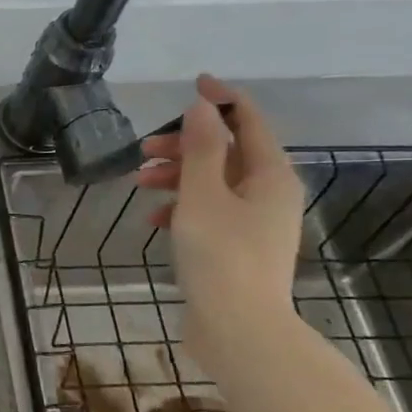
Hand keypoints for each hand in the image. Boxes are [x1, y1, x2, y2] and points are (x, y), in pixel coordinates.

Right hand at [135, 75, 304, 369]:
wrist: (239, 327)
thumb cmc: (220, 255)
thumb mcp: (202, 196)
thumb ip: (200, 149)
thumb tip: (203, 106)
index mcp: (271, 174)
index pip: (249, 120)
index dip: (221, 99)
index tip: (193, 83)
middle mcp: (270, 193)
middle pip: (227, 152)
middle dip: (185, 146)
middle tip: (145, 149)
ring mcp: (256, 222)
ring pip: (215, 183)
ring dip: (179, 176)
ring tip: (141, 183)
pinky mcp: (239, 247)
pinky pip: (211, 212)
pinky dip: (184, 207)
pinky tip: (155, 220)